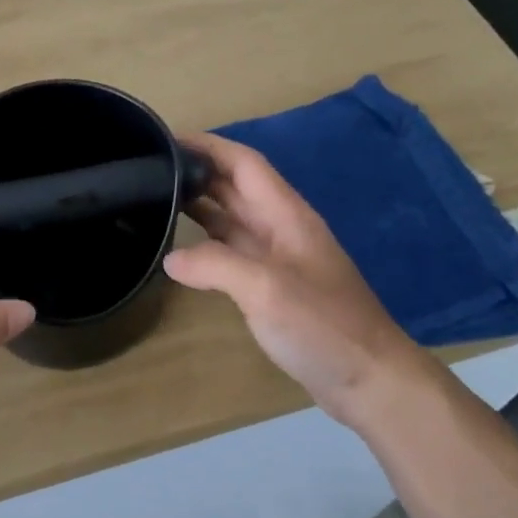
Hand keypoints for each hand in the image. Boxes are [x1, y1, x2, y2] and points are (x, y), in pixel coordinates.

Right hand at [165, 133, 421, 425]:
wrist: (369, 378)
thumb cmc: (322, 326)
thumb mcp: (265, 289)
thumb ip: (215, 265)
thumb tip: (171, 258)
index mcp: (286, 215)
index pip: (244, 163)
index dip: (208, 146)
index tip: (166, 139)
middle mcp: (281, 228)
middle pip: (236, 186)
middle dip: (197, 172)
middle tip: (148, 170)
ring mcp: (278, 258)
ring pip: (233, 218)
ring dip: (199, 205)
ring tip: (155, 199)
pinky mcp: (273, 286)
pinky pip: (233, 251)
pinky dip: (206, 243)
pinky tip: (182, 251)